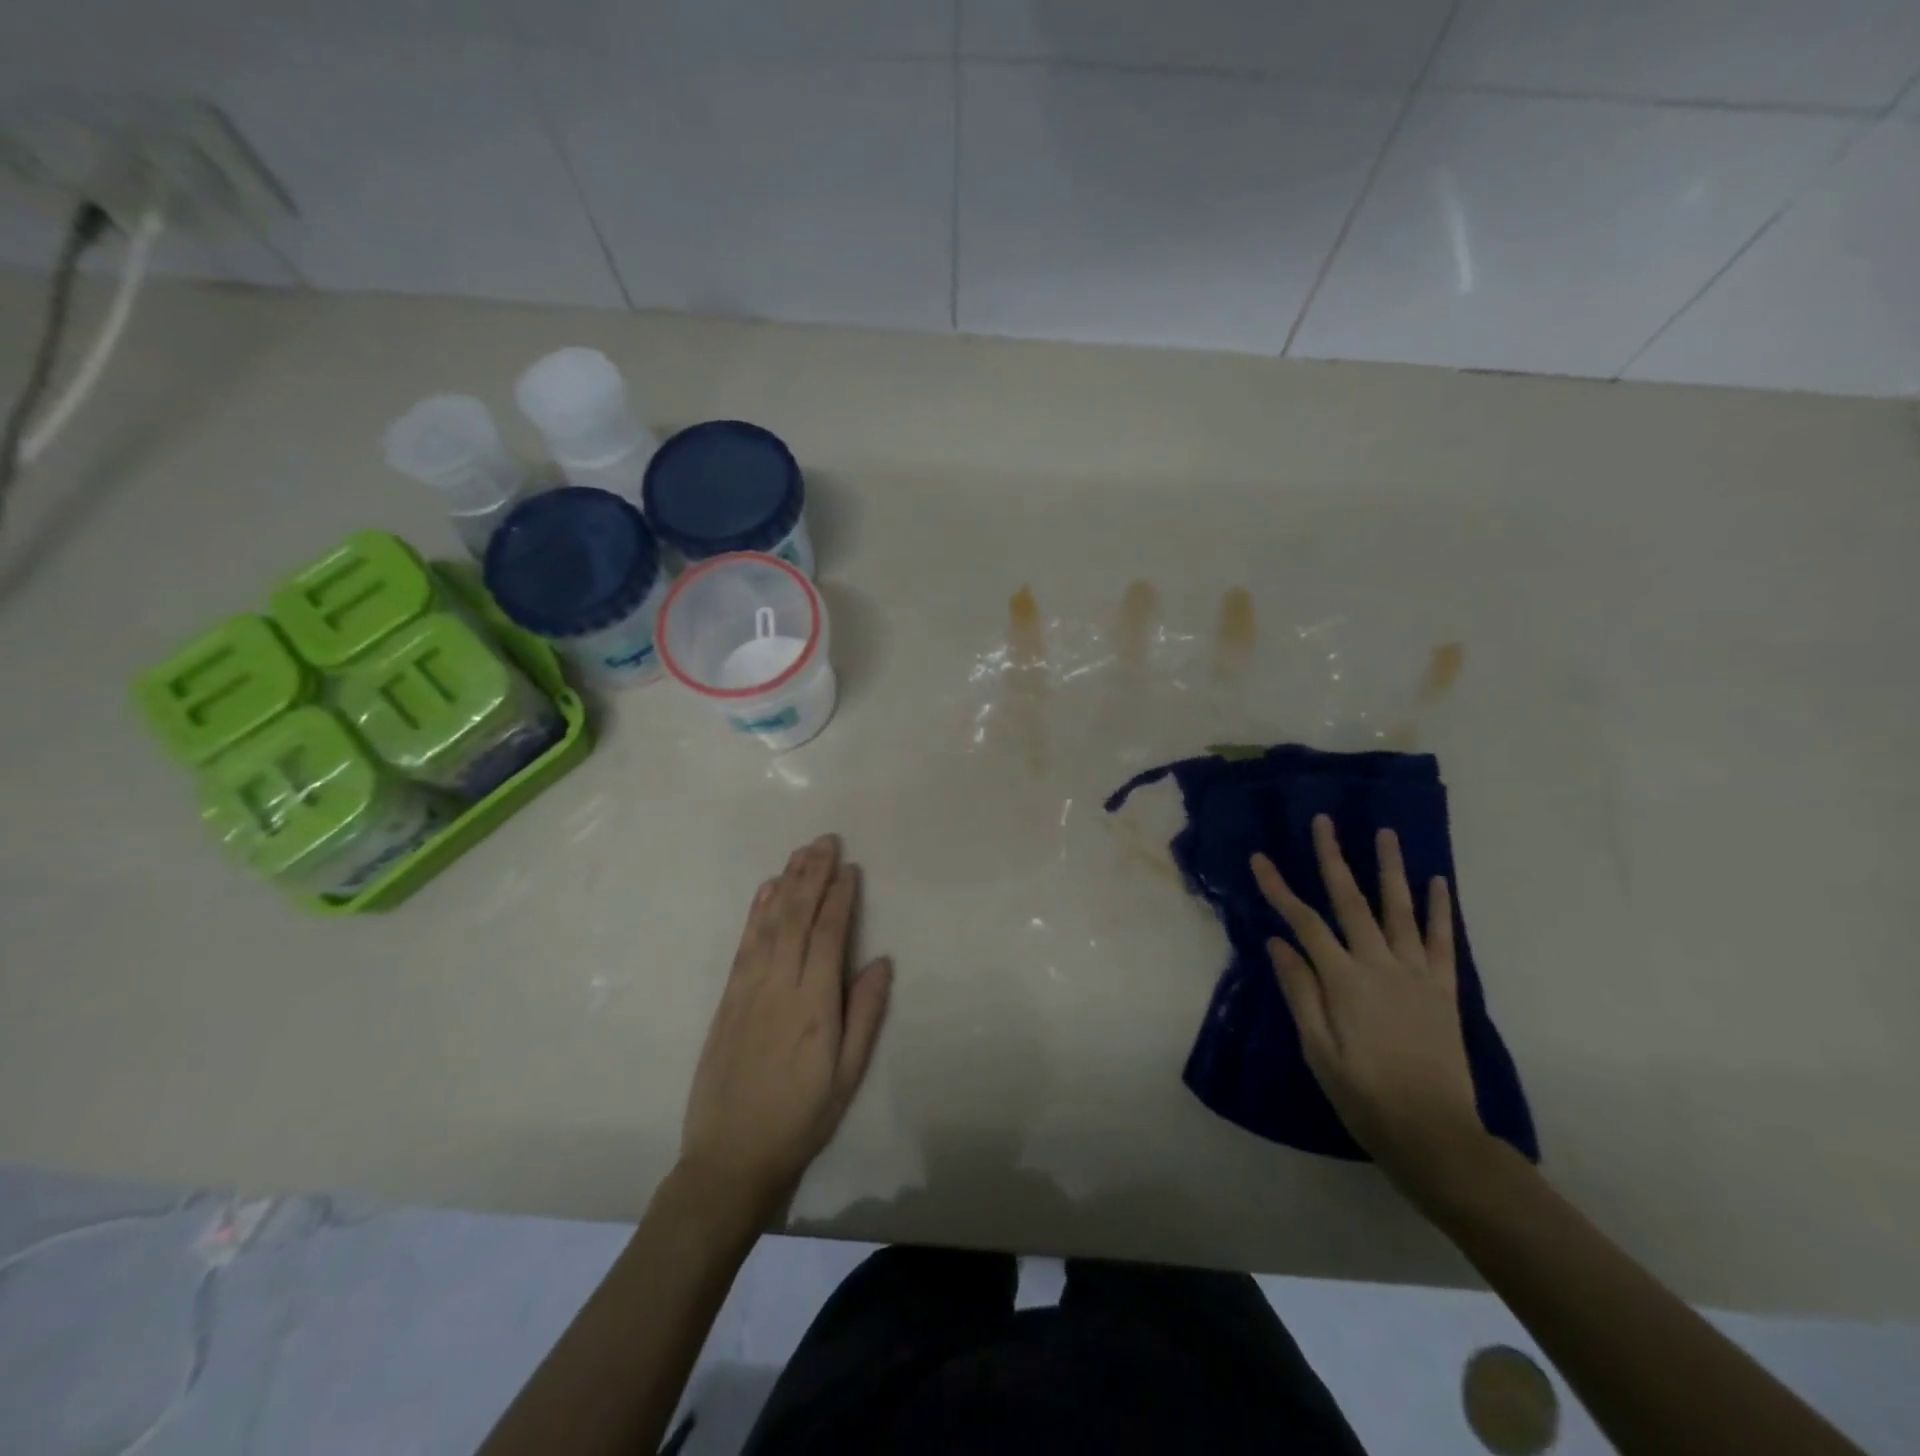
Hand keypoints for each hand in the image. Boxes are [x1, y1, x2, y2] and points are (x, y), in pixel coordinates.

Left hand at [679, 834, 892, 1220]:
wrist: (729, 1157)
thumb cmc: (801, 1118)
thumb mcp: (848, 1075)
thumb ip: (865, 1014)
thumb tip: (880, 960)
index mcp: (815, 1005)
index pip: (828, 935)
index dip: (840, 897)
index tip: (850, 868)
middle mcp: (779, 986)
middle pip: (797, 917)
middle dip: (812, 875)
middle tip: (826, 841)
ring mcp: (747, 989)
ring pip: (769, 923)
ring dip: (786, 883)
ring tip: (801, 853)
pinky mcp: (727, 998)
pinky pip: (744, 943)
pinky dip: (756, 911)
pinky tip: (766, 891)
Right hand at [1251, 815, 1490, 1198]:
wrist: (1435, 1134)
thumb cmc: (1363, 1094)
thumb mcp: (1317, 1049)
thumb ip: (1300, 991)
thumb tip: (1278, 942)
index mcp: (1344, 980)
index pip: (1304, 922)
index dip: (1279, 888)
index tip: (1260, 858)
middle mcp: (1380, 965)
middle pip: (1351, 901)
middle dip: (1333, 858)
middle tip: (1324, 821)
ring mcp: (1417, 974)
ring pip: (1399, 909)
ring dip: (1390, 868)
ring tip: (1384, 833)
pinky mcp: (1444, 989)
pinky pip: (1442, 940)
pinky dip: (1440, 909)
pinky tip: (1437, 882)